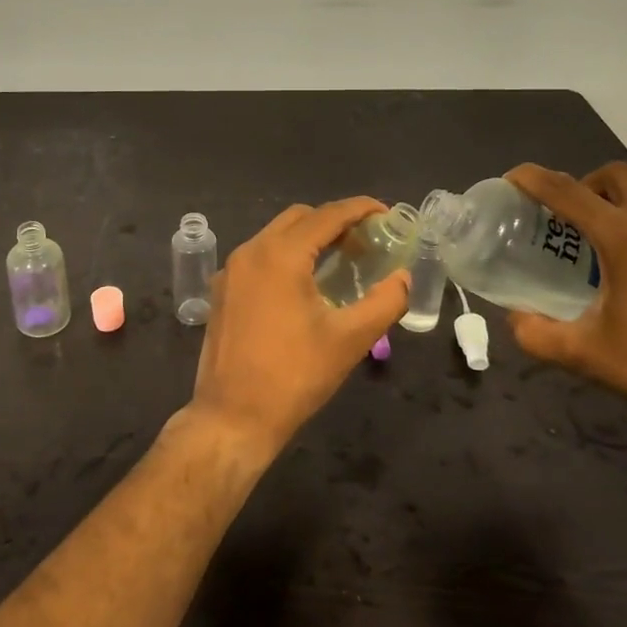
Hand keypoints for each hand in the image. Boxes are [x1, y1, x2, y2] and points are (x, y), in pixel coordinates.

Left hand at [182, 198, 409, 463]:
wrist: (232, 418)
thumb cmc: (294, 376)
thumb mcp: (350, 340)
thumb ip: (385, 302)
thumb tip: (404, 278)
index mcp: (280, 255)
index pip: (326, 216)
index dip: (359, 209)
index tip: (386, 213)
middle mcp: (250, 252)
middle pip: (298, 218)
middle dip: (334, 221)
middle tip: (366, 242)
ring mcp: (231, 271)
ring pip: (275, 236)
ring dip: (309, 239)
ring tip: (341, 261)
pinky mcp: (222, 292)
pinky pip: (259, 258)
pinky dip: (286, 257)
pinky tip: (305, 284)